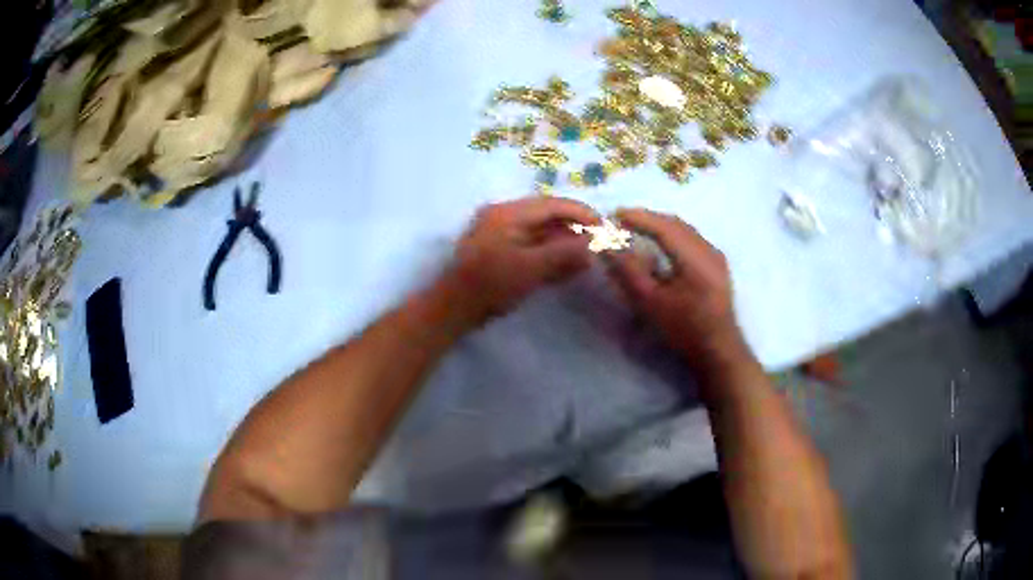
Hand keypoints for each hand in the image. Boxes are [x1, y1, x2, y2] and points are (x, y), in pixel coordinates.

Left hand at [441, 197, 598, 327]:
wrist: (452, 310)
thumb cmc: (489, 286)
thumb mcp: (530, 268)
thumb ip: (564, 253)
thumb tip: (594, 243)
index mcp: (508, 213)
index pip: (553, 204)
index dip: (582, 214)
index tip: (605, 228)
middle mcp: (504, 216)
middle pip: (548, 216)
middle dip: (575, 230)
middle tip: (599, 246)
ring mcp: (500, 234)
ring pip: (541, 232)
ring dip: (564, 244)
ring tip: (588, 259)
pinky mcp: (500, 252)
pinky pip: (531, 246)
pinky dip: (550, 255)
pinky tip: (568, 268)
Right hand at [606, 208, 750, 373]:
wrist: (719, 350)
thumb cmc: (684, 330)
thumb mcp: (651, 303)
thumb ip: (629, 271)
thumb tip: (609, 246)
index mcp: (695, 258)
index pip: (663, 227)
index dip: (638, 218)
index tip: (614, 214)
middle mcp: (709, 250)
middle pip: (675, 224)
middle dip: (648, 218)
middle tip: (623, 219)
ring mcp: (716, 255)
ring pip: (685, 229)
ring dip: (660, 225)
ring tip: (638, 228)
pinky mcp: (717, 263)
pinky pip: (692, 238)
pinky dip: (672, 234)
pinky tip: (661, 243)